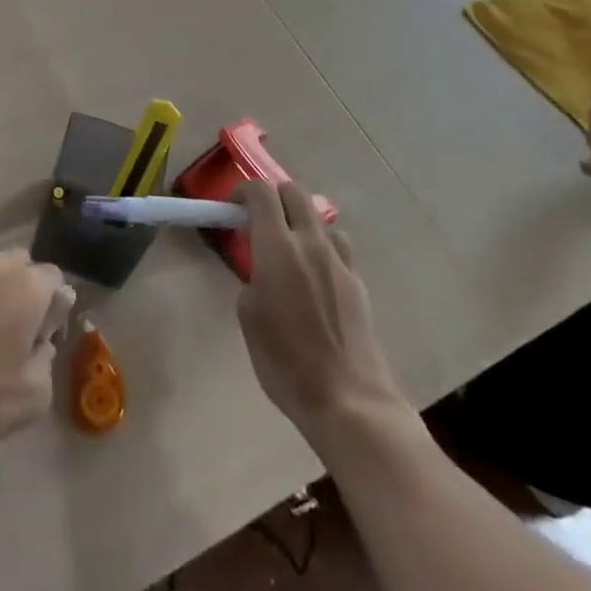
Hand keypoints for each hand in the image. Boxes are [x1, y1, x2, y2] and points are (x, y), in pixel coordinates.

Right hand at [234, 180, 408, 443]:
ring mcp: (339, 261)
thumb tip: (261, 269)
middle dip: (273, 196)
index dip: (243, 190)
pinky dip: (321, 246)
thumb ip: (252, 278)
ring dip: (300, 220)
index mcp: (278, 247)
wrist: (348, 400)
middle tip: (258, 220)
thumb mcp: (248, 316)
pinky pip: (337, 247)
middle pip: (294, 192)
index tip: (233, 206)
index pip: (261, 193)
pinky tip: (314, 274)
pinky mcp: (358, 282)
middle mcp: (310, 243)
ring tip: (289, 247)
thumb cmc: (285, 361)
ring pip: (319, 217)